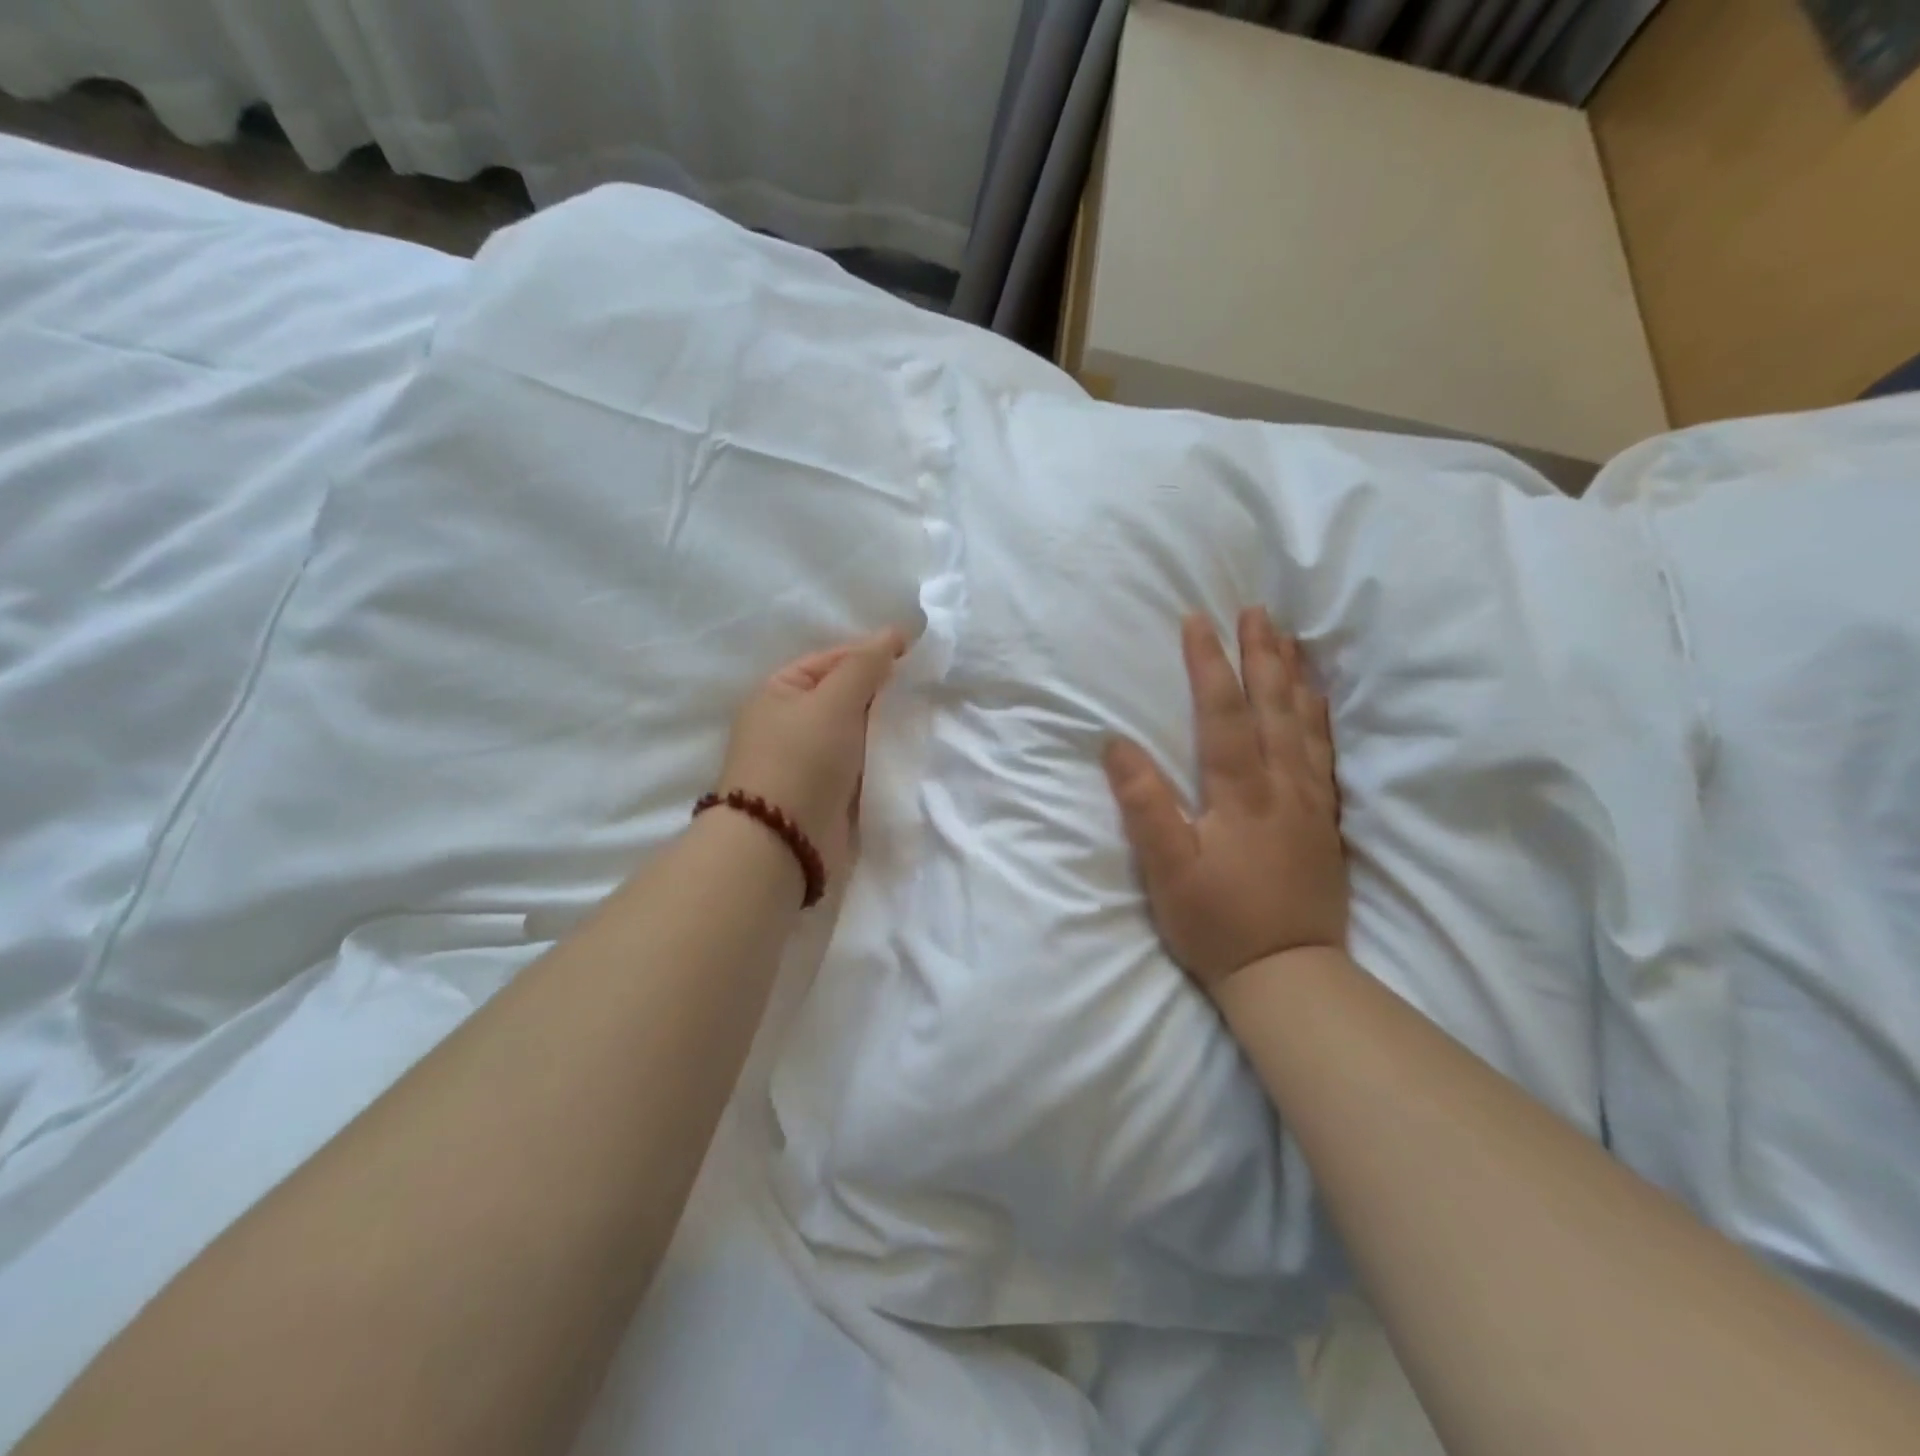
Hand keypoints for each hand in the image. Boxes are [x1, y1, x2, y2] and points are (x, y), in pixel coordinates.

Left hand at [718, 628, 905, 882]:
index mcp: (779, 692)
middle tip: (927, 684)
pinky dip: (882, 755)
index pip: (832, 660)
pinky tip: (911, 748)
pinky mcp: (827, 792)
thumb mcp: (832, 701)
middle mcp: (790, 723)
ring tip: (926, 713)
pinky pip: (860, 762)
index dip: (872, 653)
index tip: (917, 652)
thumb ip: (865, 665)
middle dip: (882, 690)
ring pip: (856, 730)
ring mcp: (808, 760)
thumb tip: (894, 633)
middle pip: (845, 695)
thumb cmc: (802, 760)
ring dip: (886, 724)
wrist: (783, 844)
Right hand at [1103, 609, 1345, 995]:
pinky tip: (1317, 703)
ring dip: (1294, 677)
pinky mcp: (1324, 822)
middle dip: (1262, 655)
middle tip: (1256, 611)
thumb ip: (1144, 805)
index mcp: (1241, 794)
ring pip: (1304, 725)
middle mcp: (1282, 787)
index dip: (1209, 664)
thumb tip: (1117, 745)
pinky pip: (1326, 755)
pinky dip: (1320, 719)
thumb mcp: (1167, 870)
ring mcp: (1309, 803)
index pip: (1224, 714)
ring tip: (1288, 639)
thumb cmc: (1218, 922)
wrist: (1289, 973)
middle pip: (1273, 707)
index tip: (1198, 621)